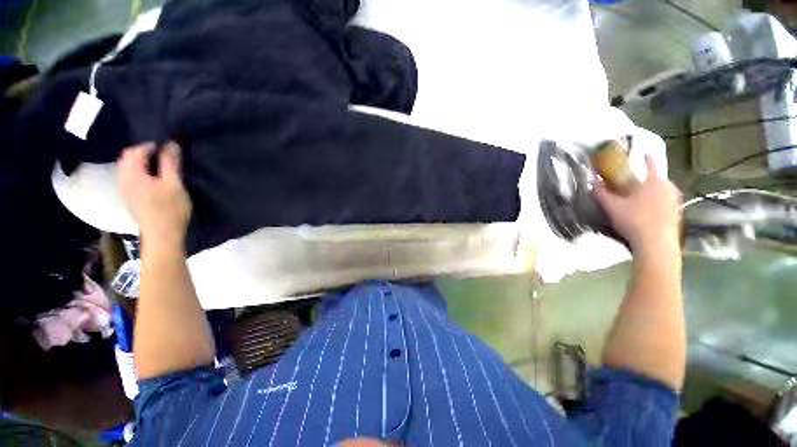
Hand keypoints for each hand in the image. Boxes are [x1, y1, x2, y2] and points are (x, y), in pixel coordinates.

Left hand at [118, 141, 191, 247]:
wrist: (162, 234)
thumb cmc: (169, 208)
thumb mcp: (174, 183)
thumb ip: (170, 162)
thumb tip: (171, 143)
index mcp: (132, 173)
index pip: (136, 150)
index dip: (151, 144)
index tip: (168, 146)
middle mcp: (123, 178)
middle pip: (128, 158)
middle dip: (144, 152)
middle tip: (165, 155)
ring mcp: (124, 189)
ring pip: (128, 167)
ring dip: (141, 162)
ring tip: (160, 165)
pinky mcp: (129, 197)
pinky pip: (130, 177)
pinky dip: (140, 172)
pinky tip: (152, 178)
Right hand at [593, 154, 680, 255]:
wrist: (656, 245)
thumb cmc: (634, 221)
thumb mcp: (612, 207)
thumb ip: (601, 193)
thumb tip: (591, 181)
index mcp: (653, 182)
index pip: (651, 163)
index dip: (646, 156)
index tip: (643, 150)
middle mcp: (668, 188)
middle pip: (657, 178)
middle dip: (646, 178)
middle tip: (634, 183)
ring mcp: (675, 201)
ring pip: (663, 190)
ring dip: (653, 190)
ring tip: (641, 197)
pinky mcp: (677, 213)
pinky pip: (667, 201)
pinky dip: (658, 201)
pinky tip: (649, 210)